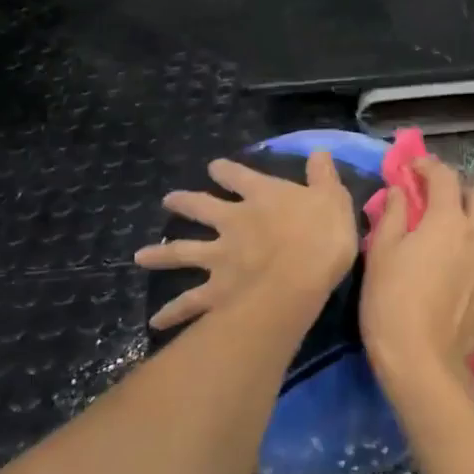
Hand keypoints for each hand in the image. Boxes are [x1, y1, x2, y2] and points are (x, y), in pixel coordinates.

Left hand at [136, 150, 356, 329]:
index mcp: (261, 196)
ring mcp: (219, 257)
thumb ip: (323, 176)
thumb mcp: (333, 198)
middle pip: (200, 207)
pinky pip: (189, 303)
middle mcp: (233, 221)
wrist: (299, 279)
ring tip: (140, 257)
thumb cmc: (322, 235)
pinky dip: (172, 313)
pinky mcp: (215, 291)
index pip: (237, 175)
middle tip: (168, 201)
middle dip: (183, 203)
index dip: (225, 170)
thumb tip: (319, 151)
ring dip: (160, 255)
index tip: (215, 168)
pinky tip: (155, 321)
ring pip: (182, 252)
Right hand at [361, 156, 473, 388]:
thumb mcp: (381, 253)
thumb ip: (393, 215)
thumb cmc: (391, 301)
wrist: (421, 361)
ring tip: (467, 240)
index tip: (414, 168)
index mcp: (448, 221)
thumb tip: (401, 190)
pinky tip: (473, 278)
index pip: (444, 177)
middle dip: (462, 191)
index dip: (428, 166)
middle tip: (442, 203)